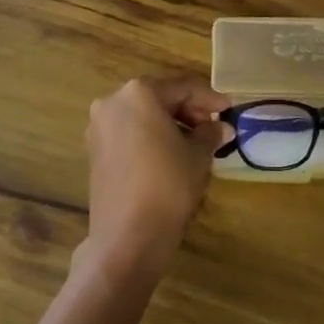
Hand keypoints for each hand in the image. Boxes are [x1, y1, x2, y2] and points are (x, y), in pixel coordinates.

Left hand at [82, 74, 228, 281]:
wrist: (127, 236)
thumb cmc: (168, 185)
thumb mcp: (198, 155)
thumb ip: (210, 133)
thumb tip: (220, 127)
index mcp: (139, 93)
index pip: (182, 87)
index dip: (209, 98)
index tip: (228, 110)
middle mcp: (113, 101)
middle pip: (159, 97)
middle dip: (188, 110)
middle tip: (213, 126)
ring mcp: (99, 126)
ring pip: (142, 114)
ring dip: (169, 123)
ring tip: (195, 141)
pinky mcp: (95, 150)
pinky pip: (129, 132)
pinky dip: (150, 135)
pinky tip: (170, 152)